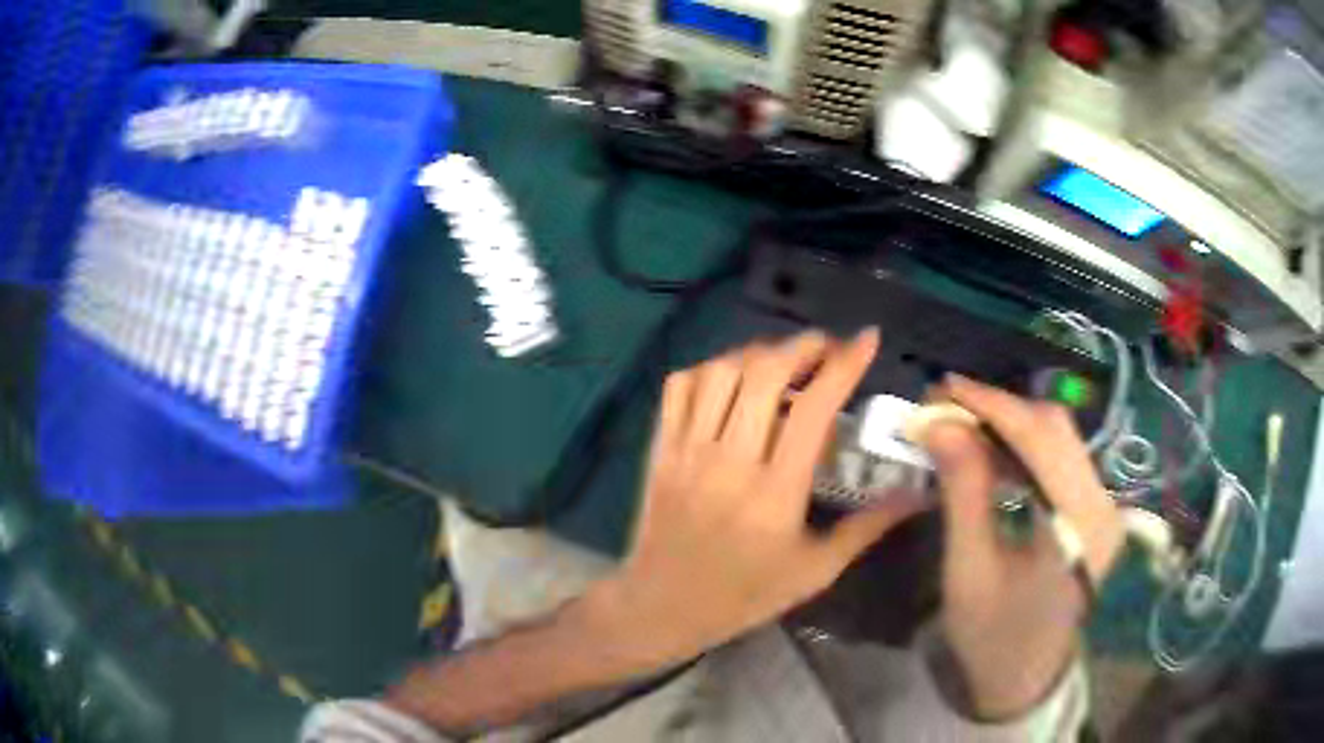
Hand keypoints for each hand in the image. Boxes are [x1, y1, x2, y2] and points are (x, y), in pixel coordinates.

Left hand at [590, 329, 923, 671]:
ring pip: (720, 373)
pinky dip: (708, 369)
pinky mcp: (660, 449)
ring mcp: (687, 451)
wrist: (663, 606)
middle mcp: (729, 461)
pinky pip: (678, 387)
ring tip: (782, 360)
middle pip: (764, 375)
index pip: (812, 409)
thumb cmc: (746, 595)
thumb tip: (917, 494)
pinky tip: (730, 379)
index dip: (844, 365)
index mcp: (775, 493)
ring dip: (757, 353)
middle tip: (825, 348)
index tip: (867, 339)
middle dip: (801, 347)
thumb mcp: (815, 570)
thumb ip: (867, 527)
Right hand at [919, 375, 1124, 719]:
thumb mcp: (969, 570)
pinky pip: (1060, 458)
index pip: (1041, 440)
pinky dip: (1022, 446)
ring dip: (1010, 423)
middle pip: (1056, 430)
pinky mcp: (1093, 508)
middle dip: (999, 408)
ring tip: (962, 423)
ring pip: (1059, 438)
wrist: (1024, 677)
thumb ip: (962, 492)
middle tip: (946, 406)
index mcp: (1079, 527)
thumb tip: (939, 423)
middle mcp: (1102, 505)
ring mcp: (1103, 505)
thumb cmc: (992, 635)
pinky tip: (991, 450)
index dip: (992, 404)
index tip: (943, 386)